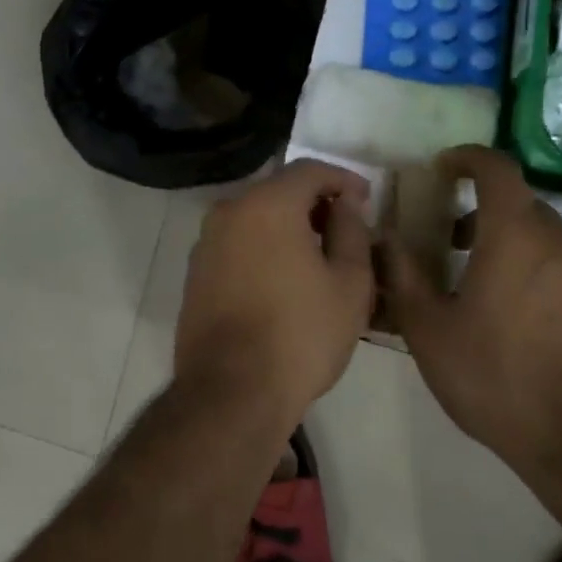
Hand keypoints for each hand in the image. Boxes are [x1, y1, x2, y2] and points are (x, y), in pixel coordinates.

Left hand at [173, 160, 373, 422]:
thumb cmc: (301, 334)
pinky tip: (284, 278)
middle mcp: (229, 212)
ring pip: (255, 217)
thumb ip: (351, 231)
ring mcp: (206, 242)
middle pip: (278, 190)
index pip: (309, 170)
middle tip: (345, 229)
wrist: (232, 391)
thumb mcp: (349, 283)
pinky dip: (263, 247)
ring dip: (288, 226)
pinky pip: (237, 243)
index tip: (366, 200)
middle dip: (315, 203)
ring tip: (318, 256)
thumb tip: (345, 204)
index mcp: (267, 204)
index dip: (343, 179)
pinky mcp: (196, 272)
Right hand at [379, 146, 561, 477]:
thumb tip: (386, 240)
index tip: (442, 168)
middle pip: (520, 204)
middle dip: (482, 210)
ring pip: (545, 236)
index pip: (496, 169)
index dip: (467, 159)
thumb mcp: (429, 330)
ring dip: (510, 242)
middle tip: (448, 241)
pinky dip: (536, 269)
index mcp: (516, 236)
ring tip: (479, 283)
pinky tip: (516, 316)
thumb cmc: (496, 378)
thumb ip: (403, 275)